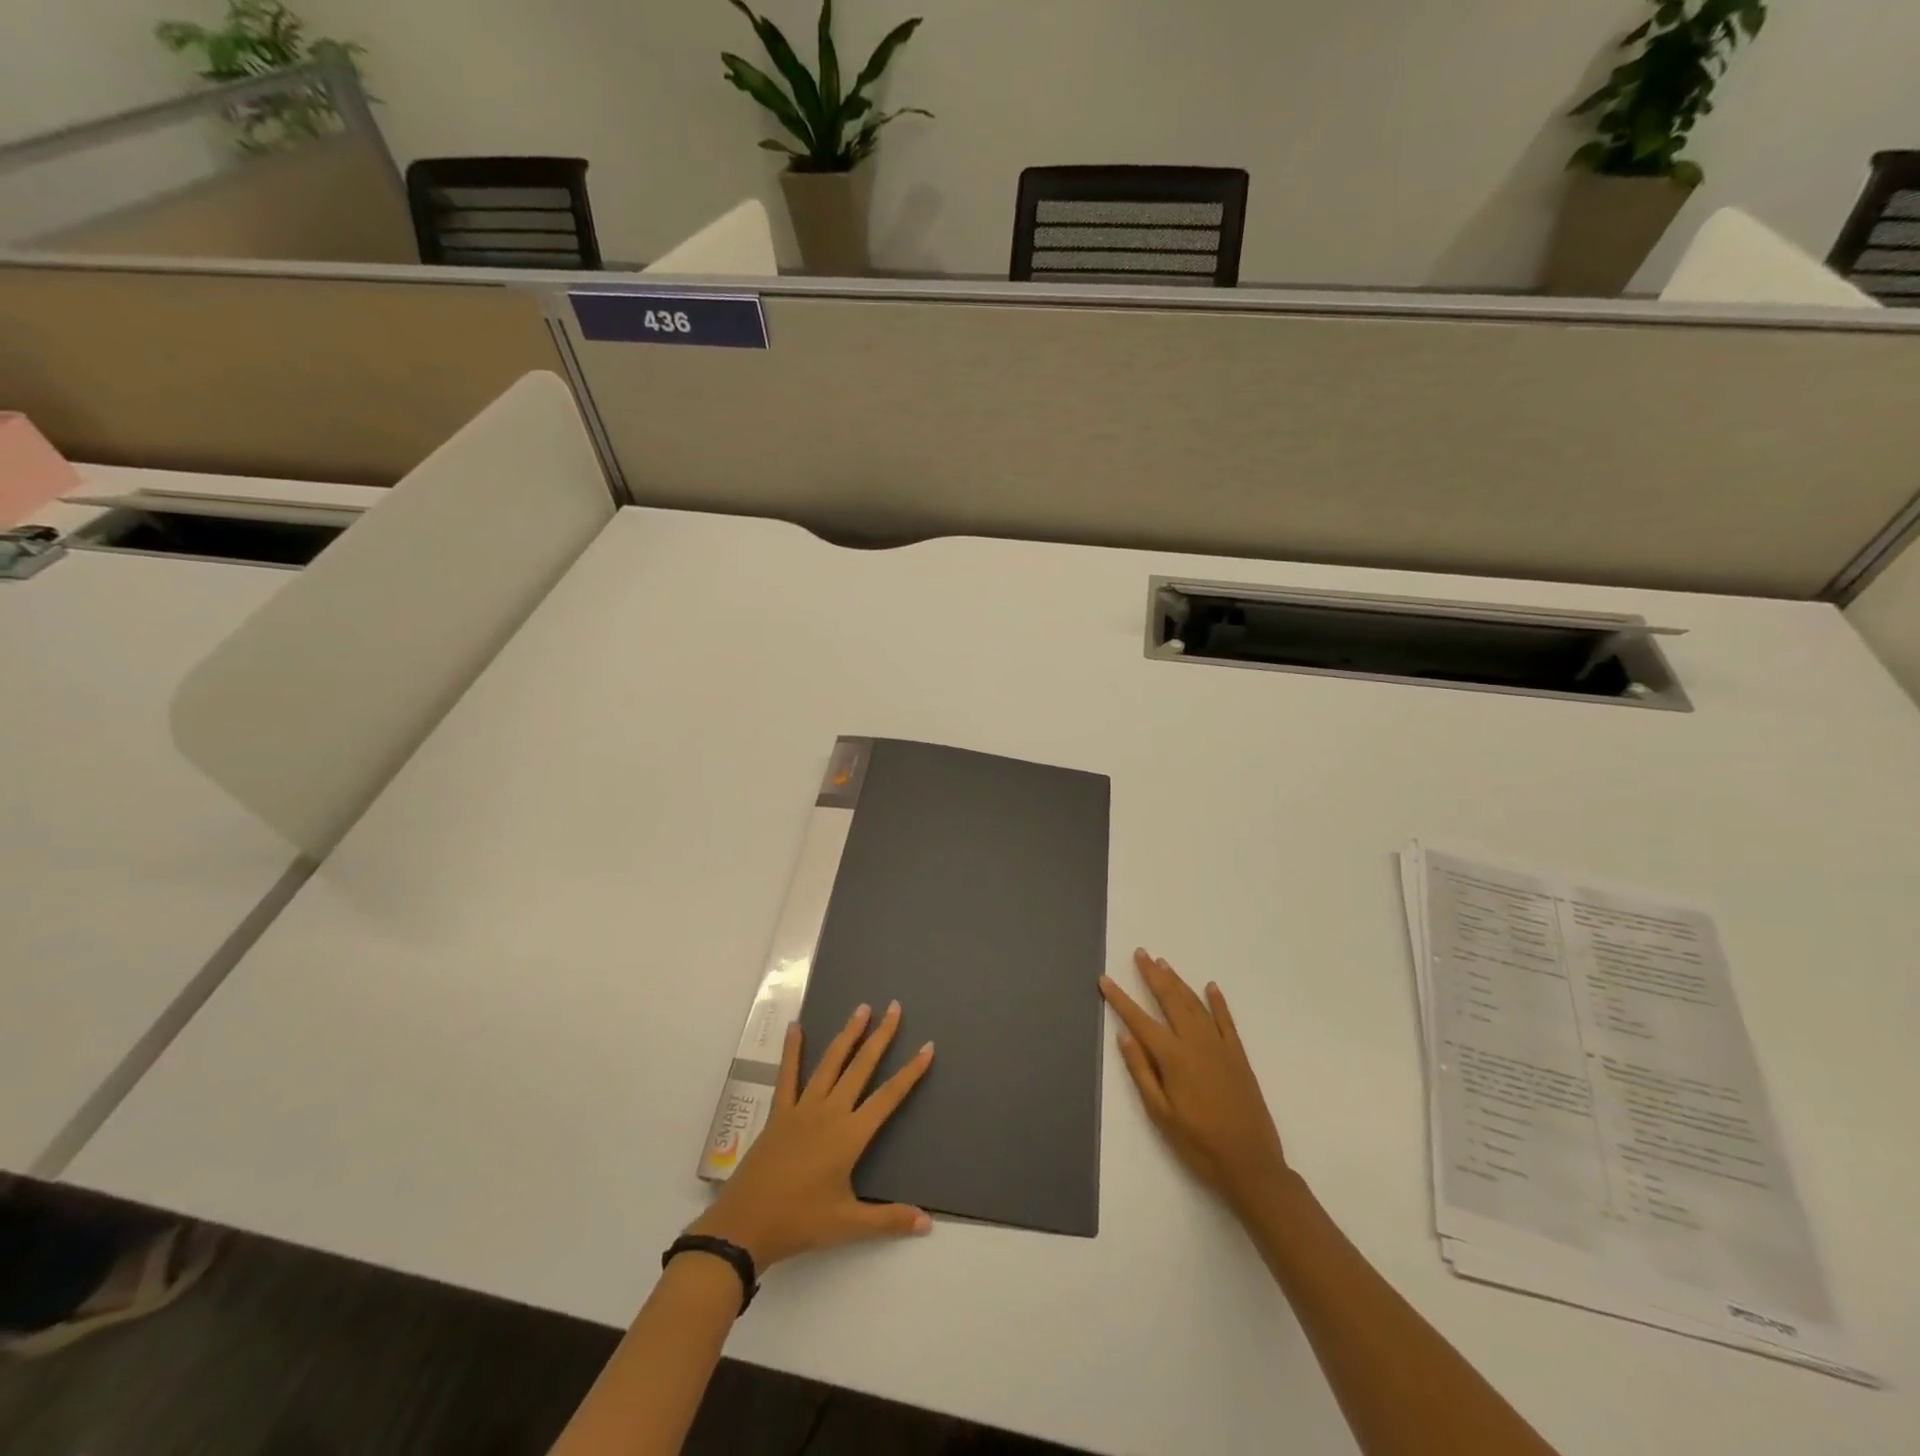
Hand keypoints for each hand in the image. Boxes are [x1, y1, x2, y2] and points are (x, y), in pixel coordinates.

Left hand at [690, 1002, 934, 1269]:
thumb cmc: (800, 1222)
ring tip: (861, 1008)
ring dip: (848, 1034)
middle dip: (881, 1036)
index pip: (888, 1097)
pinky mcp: (780, 1112)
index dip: (910, 1072)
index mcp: (850, 1135)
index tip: (927, 1047)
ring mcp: (803, 1108)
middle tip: (895, 1007)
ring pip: (830, 1062)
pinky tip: (796, 1027)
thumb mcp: (848, 1225)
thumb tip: (927, 1222)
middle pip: (861, 1067)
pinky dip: (793, 1050)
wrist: (745, 1226)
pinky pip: (788, 1075)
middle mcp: (830, 1112)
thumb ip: (888, 1219)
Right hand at [1100, 949, 1289, 1212]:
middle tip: (1140, 953)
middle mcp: (1196, 1043)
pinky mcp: (1238, 1056)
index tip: (1104, 979)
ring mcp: (1220, 1047)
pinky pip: (1226, 1021)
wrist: (1251, 1164)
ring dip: (1178, 982)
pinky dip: (1218, 1002)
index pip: (1139, 1020)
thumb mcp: (1160, 1114)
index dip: (1120, 998)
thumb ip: (1141, 1072)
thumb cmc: (1198, 1143)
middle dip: (1152, 975)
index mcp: (1173, 1058)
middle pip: (1170, 1000)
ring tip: (1163, 963)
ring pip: (1195, 1005)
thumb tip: (1124, 1036)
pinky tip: (1211, 987)